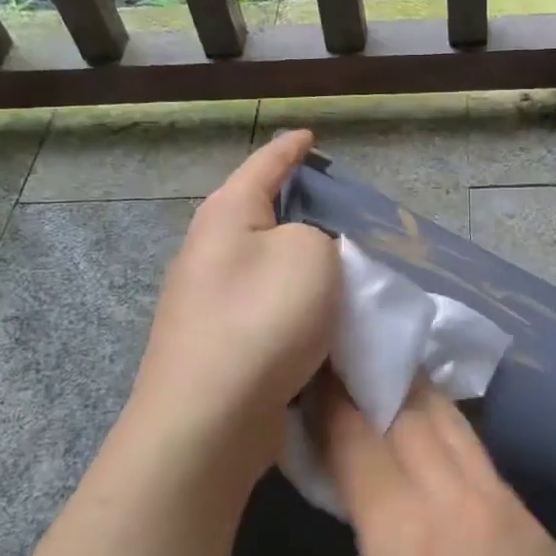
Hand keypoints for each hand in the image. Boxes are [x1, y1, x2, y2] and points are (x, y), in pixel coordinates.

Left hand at [122, 130, 339, 494]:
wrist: (209, 419)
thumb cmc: (262, 319)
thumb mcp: (310, 254)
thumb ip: (321, 234)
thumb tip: (311, 248)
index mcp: (227, 214)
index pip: (266, 164)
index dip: (293, 148)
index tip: (312, 137)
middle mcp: (210, 250)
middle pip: (263, 214)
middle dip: (302, 208)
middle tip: (347, 210)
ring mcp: (208, 300)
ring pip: (268, 265)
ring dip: (303, 262)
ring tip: (345, 266)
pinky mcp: (219, 343)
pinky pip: (267, 307)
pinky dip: (296, 304)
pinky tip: (323, 317)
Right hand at [316, 376, 555, 555]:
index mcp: (407, 538)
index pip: (359, 441)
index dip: (330, 401)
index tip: (310, 368)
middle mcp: (458, 501)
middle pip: (411, 411)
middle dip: (372, 378)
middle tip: (343, 356)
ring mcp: (505, 505)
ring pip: (452, 423)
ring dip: (414, 393)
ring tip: (385, 375)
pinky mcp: (534, 522)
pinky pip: (478, 456)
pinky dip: (446, 430)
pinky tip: (431, 436)